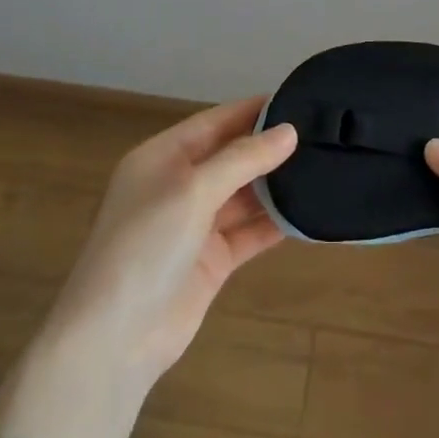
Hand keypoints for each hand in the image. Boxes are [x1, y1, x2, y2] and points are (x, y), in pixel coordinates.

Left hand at [43, 97, 296, 386]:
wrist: (115, 338)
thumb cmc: (147, 246)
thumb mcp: (194, 190)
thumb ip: (243, 159)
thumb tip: (289, 131)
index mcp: (161, 158)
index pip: (214, 122)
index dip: (253, 110)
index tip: (298, 99)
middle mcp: (178, 186)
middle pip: (230, 157)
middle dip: (269, 148)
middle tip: (321, 135)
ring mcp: (194, 225)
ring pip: (243, 196)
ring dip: (276, 186)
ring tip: (323, 168)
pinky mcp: (211, 260)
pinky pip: (249, 232)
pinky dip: (274, 224)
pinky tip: (308, 212)